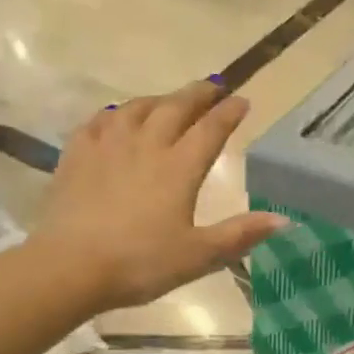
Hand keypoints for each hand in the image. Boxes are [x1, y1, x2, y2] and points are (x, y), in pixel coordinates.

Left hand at [33, 80, 286, 311]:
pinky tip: (116, 118)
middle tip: (214, 86)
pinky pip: (99, 121)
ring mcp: (108, 145)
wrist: (69, 267)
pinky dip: (115, 114)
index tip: (242, 100)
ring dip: (159, 99)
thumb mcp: (198, 256)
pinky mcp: (77, 154)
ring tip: (169, 99)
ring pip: (137, 108)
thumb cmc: (139, 263)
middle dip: (199, 94)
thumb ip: (240, 234)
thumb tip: (284, 219)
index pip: (211, 129)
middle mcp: (147, 145)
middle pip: (176, 107)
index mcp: (179, 167)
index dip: (229, 113)